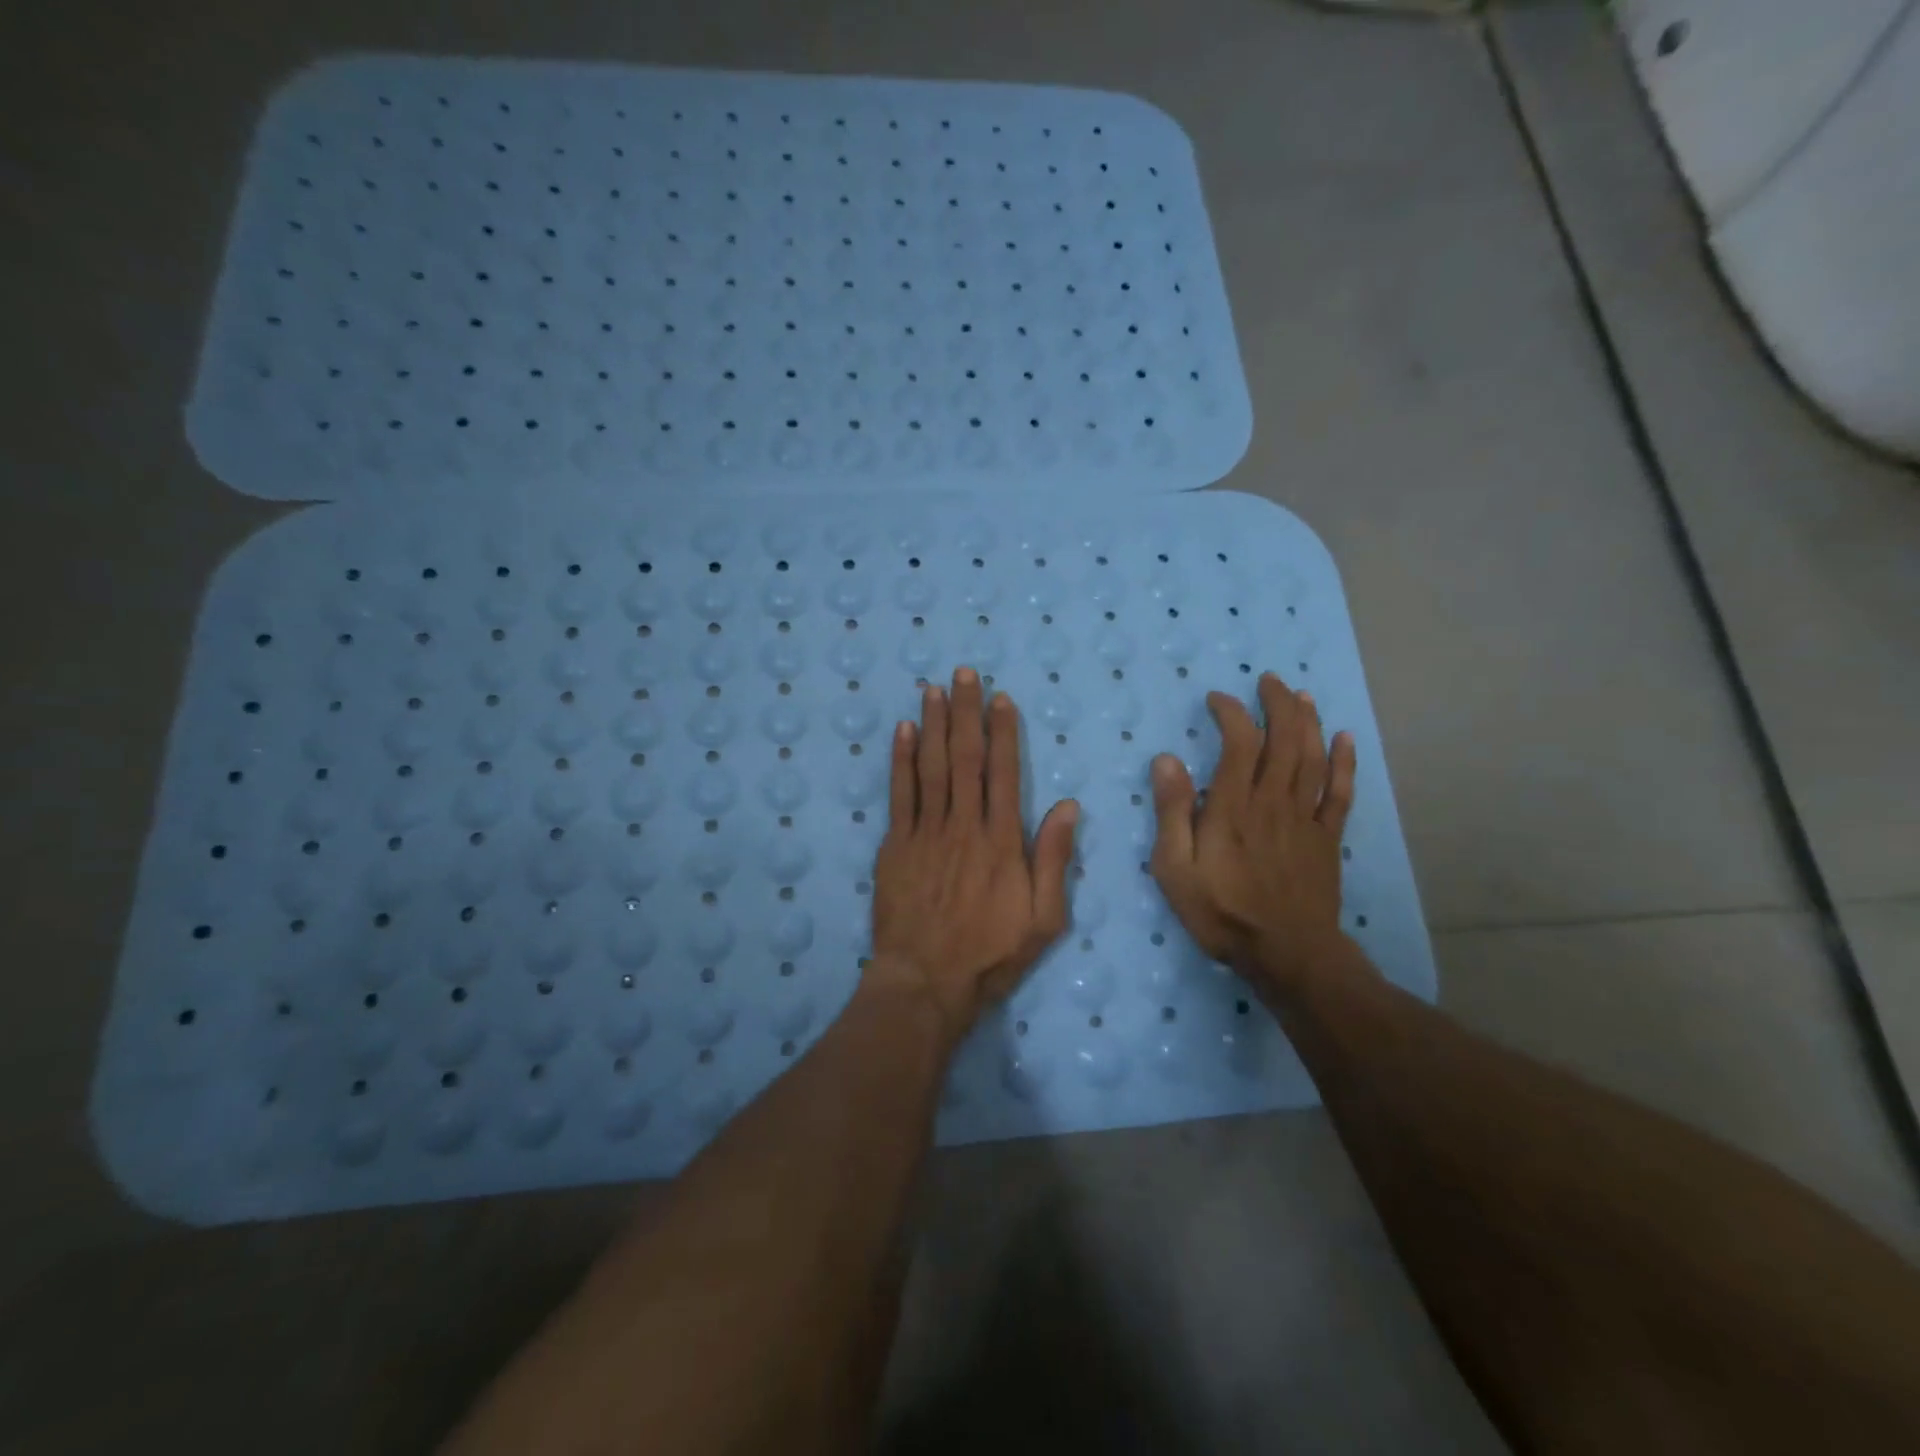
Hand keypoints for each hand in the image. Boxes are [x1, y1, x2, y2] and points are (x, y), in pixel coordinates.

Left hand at [871, 667, 1079, 1041]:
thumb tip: (1066, 806)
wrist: (926, 981)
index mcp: (1002, 840)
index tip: (1001, 698)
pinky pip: (899, 794)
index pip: (1003, 772)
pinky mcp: (896, 845)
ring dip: (934, 724)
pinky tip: (904, 730)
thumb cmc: (991, 954)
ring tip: (934, 688)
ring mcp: (926, 832)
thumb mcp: (1044, 918)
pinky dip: (901, 760)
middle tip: (963, 673)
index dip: (1003, 732)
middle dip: (966, 712)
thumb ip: (1054, 860)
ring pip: (931, 767)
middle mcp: (964, 825)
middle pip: (965, 758)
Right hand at [1149, 672, 1356, 997]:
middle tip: (1269, 681)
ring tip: (1301, 696)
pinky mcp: (1327, 839)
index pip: (1239, 742)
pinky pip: (1340, 793)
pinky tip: (1345, 739)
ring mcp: (1305, 819)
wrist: (1286, 953)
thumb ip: (1172, 812)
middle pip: (1284, 740)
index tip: (1218, 699)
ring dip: (1308, 722)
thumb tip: (1167, 760)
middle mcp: (1273, 801)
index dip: (1231, 713)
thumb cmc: (1221, 912)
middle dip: (1278, 704)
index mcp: (1234, 806)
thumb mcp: (1175, 867)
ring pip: (1312, 758)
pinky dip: (1345, 763)